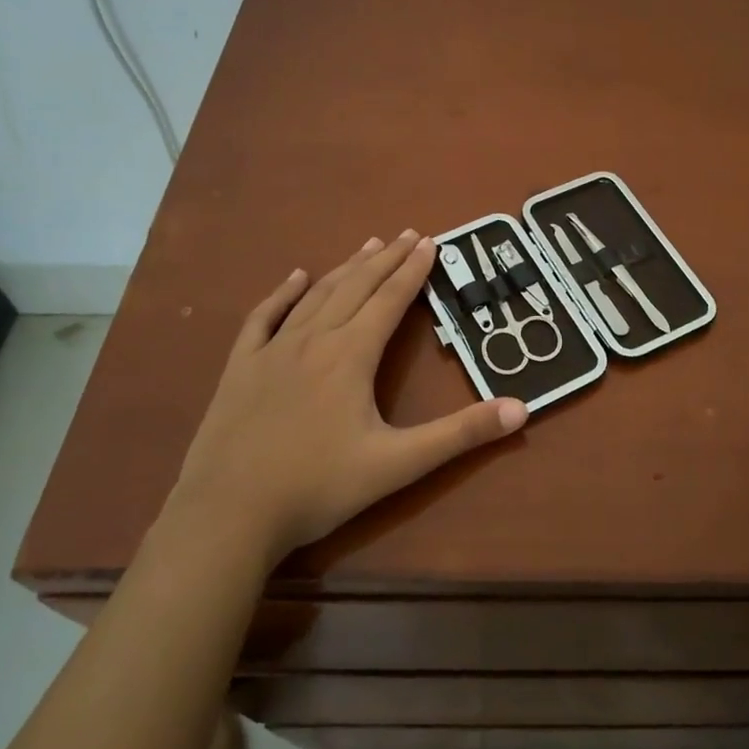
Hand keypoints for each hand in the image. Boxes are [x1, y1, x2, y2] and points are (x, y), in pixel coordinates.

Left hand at [166, 231, 526, 565]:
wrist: (227, 515)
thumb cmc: (317, 488)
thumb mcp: (398, 464)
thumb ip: (460, 435)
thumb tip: (521, 409)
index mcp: (351, 356)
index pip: (390, 300)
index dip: (413, 270)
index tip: (431, 241)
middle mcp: (313, 340)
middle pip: (356, 287)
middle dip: (386, 259)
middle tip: (408, 233)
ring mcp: (272, 351)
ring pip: (316, 295)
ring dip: (346, 267)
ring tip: (369, 244)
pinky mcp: (240, 368)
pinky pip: (264, 317)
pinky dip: (283, 292)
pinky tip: (296, 276)